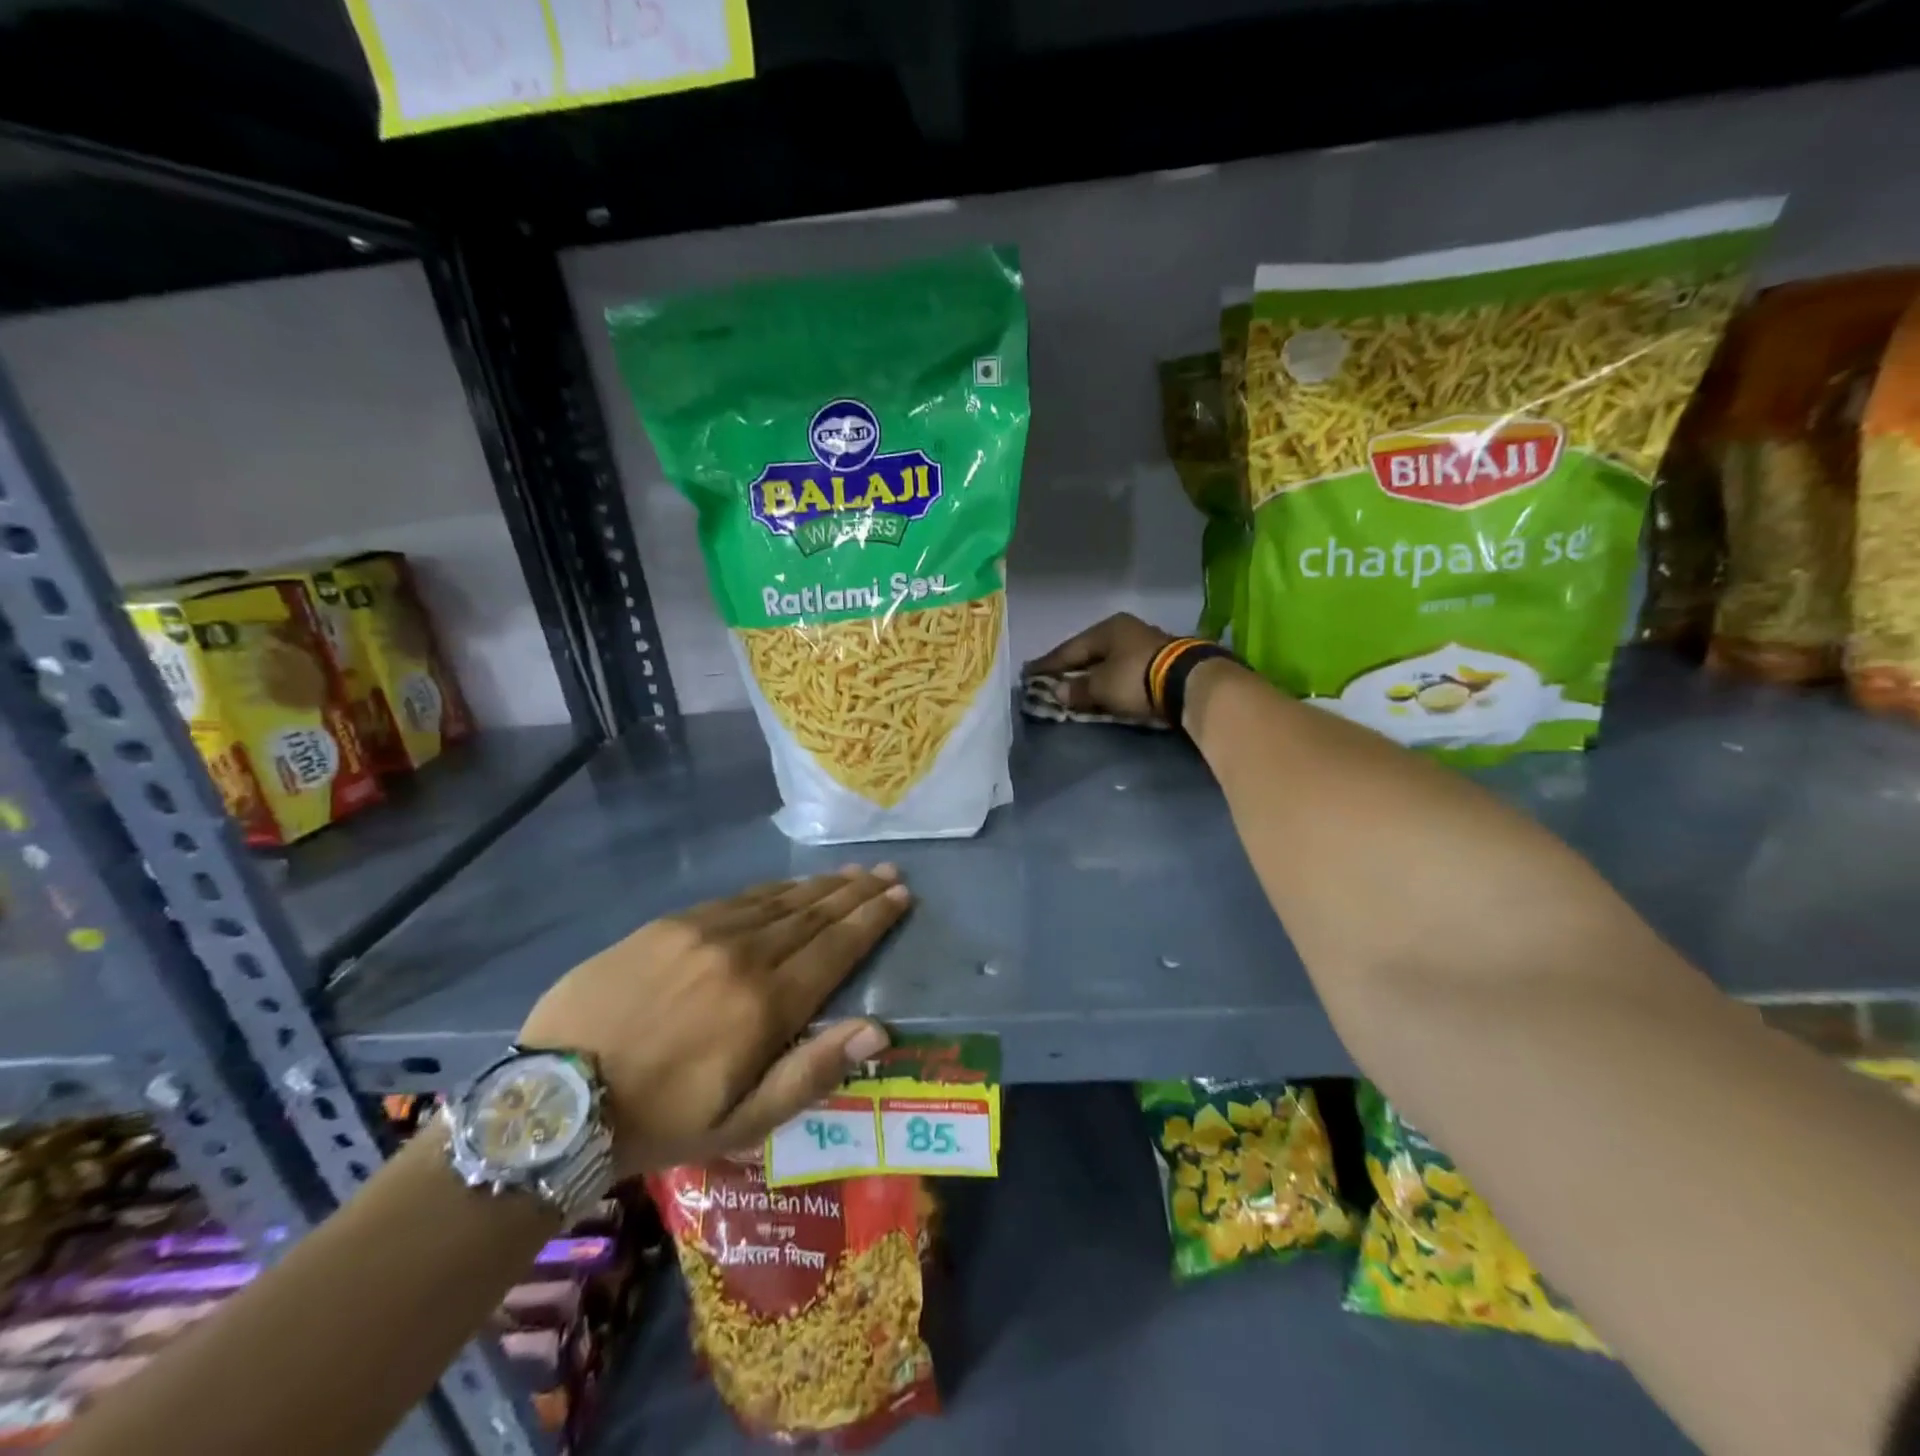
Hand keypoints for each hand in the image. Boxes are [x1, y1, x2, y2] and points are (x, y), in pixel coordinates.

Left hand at [518, 866, 910, 1177]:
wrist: (556, 1098)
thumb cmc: (660, 1120)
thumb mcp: (742, 1124)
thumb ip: (812, 1072)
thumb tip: (878, 1030)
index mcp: (767, 1004)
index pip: (836, 948)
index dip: (872, 920)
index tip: (900, 896)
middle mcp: (743, 954)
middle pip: (813, 915)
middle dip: (856, 893)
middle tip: (887, 873)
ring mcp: (703, 932)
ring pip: (778, 900)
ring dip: (820, 886)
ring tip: (851, 873)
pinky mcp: (669, 924)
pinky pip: (737, 899)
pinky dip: (773, 890)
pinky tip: (789, 886)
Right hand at [1023, 613, 1175, 717]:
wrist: (1189, 682)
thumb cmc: (1136, 678)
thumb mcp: (1101, 687)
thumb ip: (1077, 689)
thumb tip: (1057, 691)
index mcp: (1107, 629)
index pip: (1069, 648)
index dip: (1048, 664)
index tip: (1029, 673)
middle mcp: (1126, 630)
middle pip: (1090, 651)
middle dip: (1071, 667)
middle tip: (1051, 678)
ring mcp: (1146, 643)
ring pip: (1109, 660)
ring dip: (1092, 674)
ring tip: (1076, 685)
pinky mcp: (1161, 661)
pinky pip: (1124, 669)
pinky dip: (1110, 679)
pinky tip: (1103, 687)